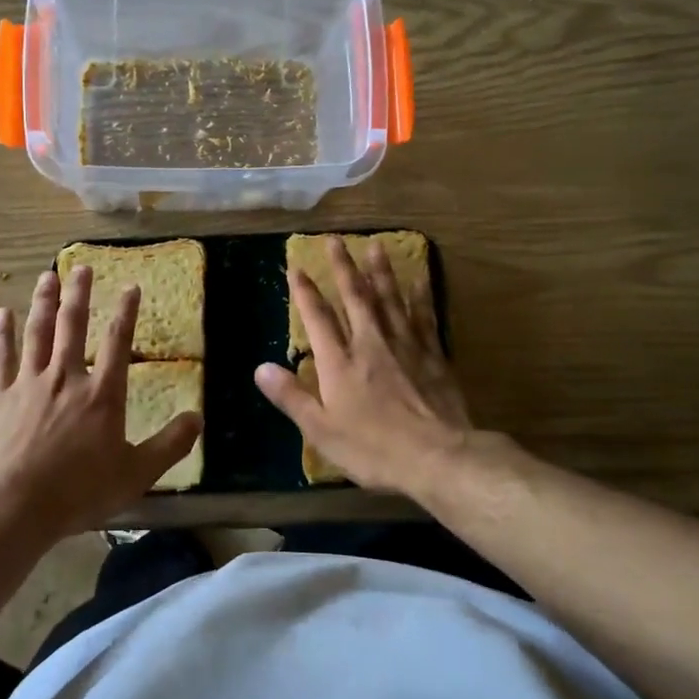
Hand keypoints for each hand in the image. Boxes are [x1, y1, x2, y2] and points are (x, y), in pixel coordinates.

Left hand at [0, 266, 201, 535]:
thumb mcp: (137, 474)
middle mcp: (66, 378)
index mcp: (102, 394)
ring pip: (38, 332)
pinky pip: (1, 356)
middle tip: (81, 267)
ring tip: (47, 276)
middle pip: (73, 325)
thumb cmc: (80, 492)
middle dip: (79, 293)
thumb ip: (170, 444)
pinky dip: (2, 333)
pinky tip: (2, 313)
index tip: (130, 286)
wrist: (15, 506)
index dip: (126, 312)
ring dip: (43, 302)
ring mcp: (29, 383)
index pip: (117, 342)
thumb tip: (199, 418)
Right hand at [254, 236, 473, 495]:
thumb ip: (291, 397)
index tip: (296, 267)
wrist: (438, 457)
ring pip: (390, 299)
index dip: (305, 292)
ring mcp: (405, 346)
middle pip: (355, 298)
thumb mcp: (321, 431)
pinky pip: (424, 316)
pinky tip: (418, 280)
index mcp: (339, 363)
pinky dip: (419, 296)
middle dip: (343, 268)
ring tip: (375, 246)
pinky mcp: (433, 355)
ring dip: (380, 271)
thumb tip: (260, 368)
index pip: (317, 318)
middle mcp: (370, 344)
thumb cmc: (373, 448)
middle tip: (335, 240)